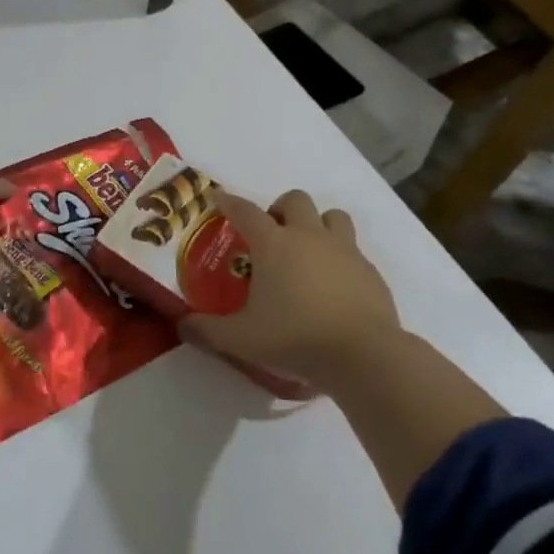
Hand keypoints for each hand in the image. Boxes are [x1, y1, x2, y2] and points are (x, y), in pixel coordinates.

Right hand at [182, 190, 402, 389]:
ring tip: (307, 251)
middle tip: (272, 234)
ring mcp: (344, 250)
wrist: (363, 355)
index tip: (220, 198)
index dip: (230, 202)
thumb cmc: (295, 338)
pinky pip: (353, 250)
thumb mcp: (241, 339)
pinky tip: (333, 285)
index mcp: (273, 244)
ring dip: (317, 224)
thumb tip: (183, 324)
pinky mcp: (370, 270)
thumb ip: (208, 330)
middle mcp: (309, 236)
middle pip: (295, 200)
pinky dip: (340, 258)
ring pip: (332, 216)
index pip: (245, 211)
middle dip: (280, 209)